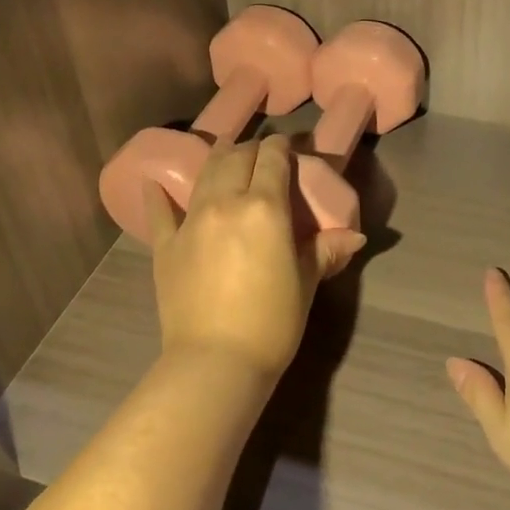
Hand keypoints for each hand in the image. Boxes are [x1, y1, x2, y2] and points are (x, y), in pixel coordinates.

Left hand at [146, 135, 366, 381]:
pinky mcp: (165, 245)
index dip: (281, 148)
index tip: (287, 147)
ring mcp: (190, 222)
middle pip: (236, 159)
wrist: (216, 362)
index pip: (272, 160)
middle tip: (260, 155)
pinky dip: (158, 195)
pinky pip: (160, 211)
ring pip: (204, 175)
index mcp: (265, 208)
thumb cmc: (272, 323)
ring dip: (217, 160)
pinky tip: (153, 183)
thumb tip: (356, 237)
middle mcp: (225, 203)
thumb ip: (324, 251)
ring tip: (224, 154)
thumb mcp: (305, 284)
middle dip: (250, 150)